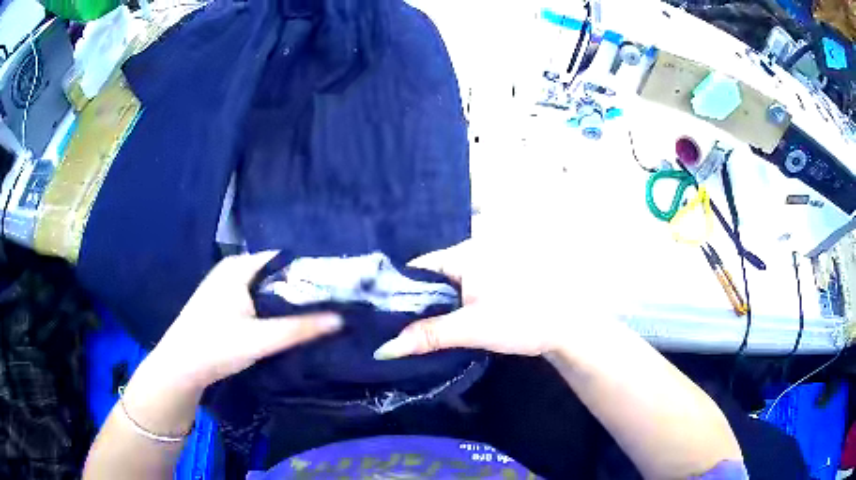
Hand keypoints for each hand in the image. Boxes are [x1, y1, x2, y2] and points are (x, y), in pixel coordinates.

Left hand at [147, 252, 341, 389]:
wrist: (180, 367)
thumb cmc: (216, 346)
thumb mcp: (261, 339)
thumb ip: (300, 328)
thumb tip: (341, 319)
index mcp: (239, 267)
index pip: (283, 259)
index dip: (310, 271)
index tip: (334, 288)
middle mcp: (232, 269)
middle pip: (275, 273)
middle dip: (300, 288)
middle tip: (330, 304)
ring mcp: (225, 286)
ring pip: (265, 288)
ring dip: (286, 300)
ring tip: (315, 313)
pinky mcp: (223, 303)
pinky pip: (255, 298)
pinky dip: (271, 308)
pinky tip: (285, 322)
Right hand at [373, 239, 617, 359]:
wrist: (566, 327)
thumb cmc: (522, 320)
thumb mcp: (471, 329)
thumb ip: (427, 337)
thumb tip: (384, 349)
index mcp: (465, 253)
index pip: (418, 266)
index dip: (396, 289)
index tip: (378, 313)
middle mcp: (472, 252)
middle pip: (429, 276)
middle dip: (412, 300)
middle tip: (389, 325)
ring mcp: (484, 266)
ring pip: (444, 285)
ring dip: (430, 306)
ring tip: (406, 328)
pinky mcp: (492, 282)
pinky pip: (459, 290)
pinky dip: (447, 306)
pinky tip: (437, 324)